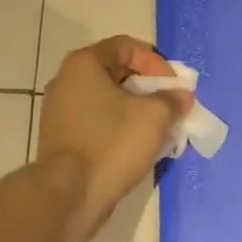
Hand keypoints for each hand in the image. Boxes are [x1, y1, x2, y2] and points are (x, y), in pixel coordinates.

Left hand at [37, 36, 191, 241]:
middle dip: (148, 88)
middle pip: (116, 72)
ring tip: (158, 128)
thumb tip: (181, 96)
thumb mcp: (154, 116)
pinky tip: (137, 146)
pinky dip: (119, 127)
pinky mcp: (61, 138)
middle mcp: (66, 81)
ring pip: (107, 100)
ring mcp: (59, 111)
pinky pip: (97, 122)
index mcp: (84, 64)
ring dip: (135, 110)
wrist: (69, 195)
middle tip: (170, 106)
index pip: (127, 46)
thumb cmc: (112, 143)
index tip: (173, 87)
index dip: (156, 63)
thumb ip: (172, 100)